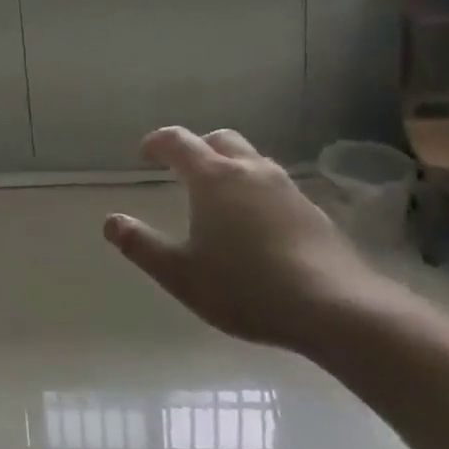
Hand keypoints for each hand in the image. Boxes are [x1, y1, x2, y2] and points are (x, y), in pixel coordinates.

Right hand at [104, 127, 380, 350]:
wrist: (337, 308)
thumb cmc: (247, 287)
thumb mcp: (181, 274)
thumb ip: (142, 246)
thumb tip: (110, 222)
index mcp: (213, 178)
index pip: (177, 142)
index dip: (157, 142)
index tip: (145, 153)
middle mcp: (249, 171)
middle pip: (220, 140)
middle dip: (198, 148)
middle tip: (184, 170)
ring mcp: (286, 188)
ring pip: (252, 160)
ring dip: (231, 167)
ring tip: (221, 197)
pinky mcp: (314, 211)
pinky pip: (275, 187)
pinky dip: (257, 192)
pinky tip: (258, 225)